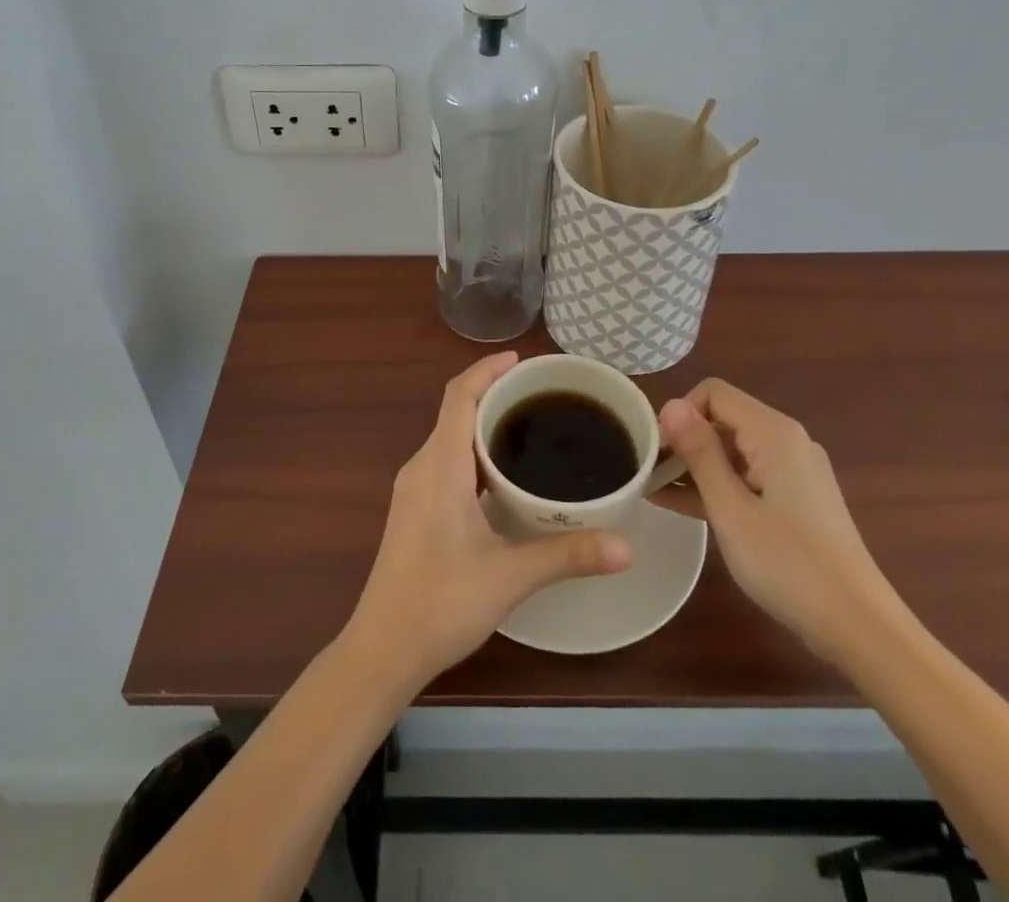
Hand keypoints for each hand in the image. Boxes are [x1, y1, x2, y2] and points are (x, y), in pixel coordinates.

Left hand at [346, 352, 631, 687]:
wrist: (382, 649)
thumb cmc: (439, 604)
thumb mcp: (509, 577)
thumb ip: (567, 556)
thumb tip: (626, 546)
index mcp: (439, 466)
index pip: (458, 396)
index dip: (486, 370)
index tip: (522, 360)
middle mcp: (422, 466)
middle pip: (456, 410)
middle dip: (494, 393)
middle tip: (542, 394)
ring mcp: (414, 488)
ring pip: (450, 436)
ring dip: (484, 422)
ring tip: (530, 426)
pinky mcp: (415, 509)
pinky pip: (446, 459)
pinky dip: (475, 450)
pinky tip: (504, 474)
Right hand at [658, 380, 894, 658]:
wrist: (860, 627)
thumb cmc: (789, 564)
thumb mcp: (731, 509)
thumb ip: (699, 453)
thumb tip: (669, 404)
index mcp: (773, 433)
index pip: (713, 393)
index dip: (680, 414)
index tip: (656, 451)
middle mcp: (787, 441)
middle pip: (723, 419)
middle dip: (683, 440)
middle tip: (647, 472)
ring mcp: (794, 471)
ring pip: (733, 450)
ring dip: (695, 465)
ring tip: (652, 488)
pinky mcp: (796, 499)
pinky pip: (747, 476)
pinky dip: (717, 485)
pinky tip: (681, 504)